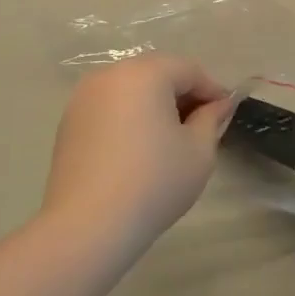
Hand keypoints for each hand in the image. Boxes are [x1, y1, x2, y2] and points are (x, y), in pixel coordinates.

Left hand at [43, 56, 233, 261]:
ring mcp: (84, 97)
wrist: (87, 226)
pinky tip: (138, 148)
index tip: (226, 114)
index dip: (212, 90)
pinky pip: (109, 107)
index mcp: (145, 73)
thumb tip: (218, 105)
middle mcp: (111, 74)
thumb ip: (211, 119)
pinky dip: (128, 117)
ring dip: (154, 105)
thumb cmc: (153, 182)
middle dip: (182, 94)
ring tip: (170, 138)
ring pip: (131, 89)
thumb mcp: (198, 151)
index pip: (189, 70)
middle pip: (157, 73)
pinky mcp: (68, 122)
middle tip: (201, 125)